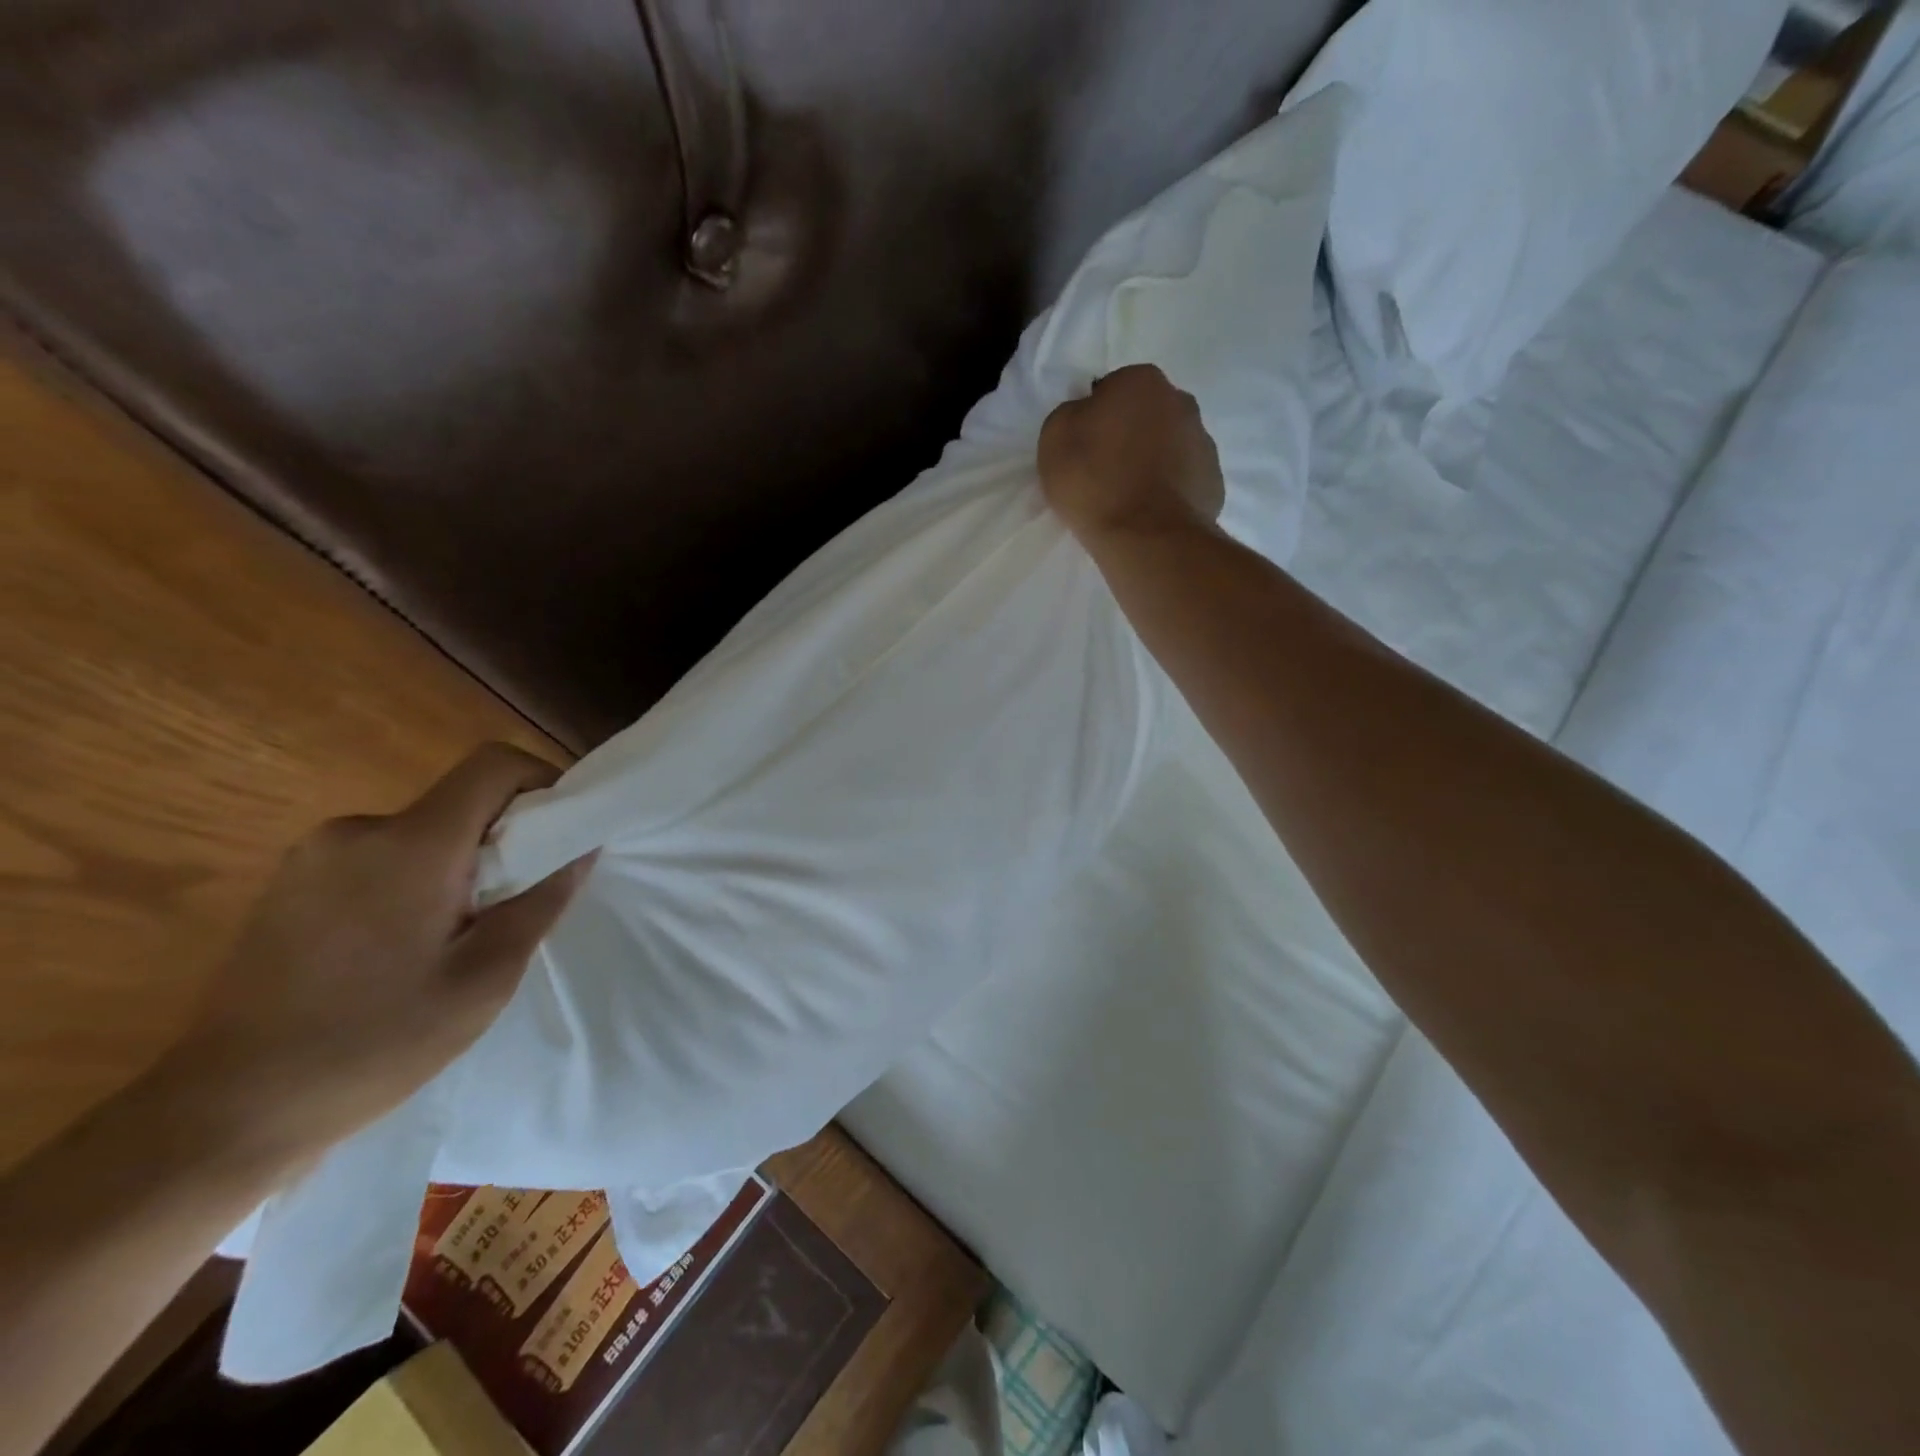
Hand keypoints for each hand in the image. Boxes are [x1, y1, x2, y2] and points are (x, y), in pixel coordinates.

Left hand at [149, 744, 593, 1169]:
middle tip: (514, 904)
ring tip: (456, 937)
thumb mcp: (486, 977)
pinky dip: (414, 880)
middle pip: (460, 801)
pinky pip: (380, 855)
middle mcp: (359, 830)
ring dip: (458, 864)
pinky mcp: (290, 882)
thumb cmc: (376, 1043)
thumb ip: (542, 899)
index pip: (494, 765)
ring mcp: (314, 855)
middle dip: (503, 838)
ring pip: (422, 832)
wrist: (227, 1112)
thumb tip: (583, 845)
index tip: (562, 830)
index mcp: (411, 845)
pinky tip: (401, 947)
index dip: (542, 781)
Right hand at [1038, 365, 1225, 545]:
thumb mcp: (1055, 438)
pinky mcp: (1213, 483)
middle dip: (1129, 436)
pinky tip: (1149, 514)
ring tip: (1128, 499)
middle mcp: (1181, 402)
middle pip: (1146, 416)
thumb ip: (1071, 415)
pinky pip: (1184, 481)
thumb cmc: (1093, 480)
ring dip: (1152, 463)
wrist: (1145, 537)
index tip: (1084, 449)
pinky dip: (1169, 492)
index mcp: (1141, 381)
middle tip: (1105, 472)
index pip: (1111, 389)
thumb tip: (1088, 417)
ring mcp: (1204, 443)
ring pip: (1169, 447)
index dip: (1094, 419)